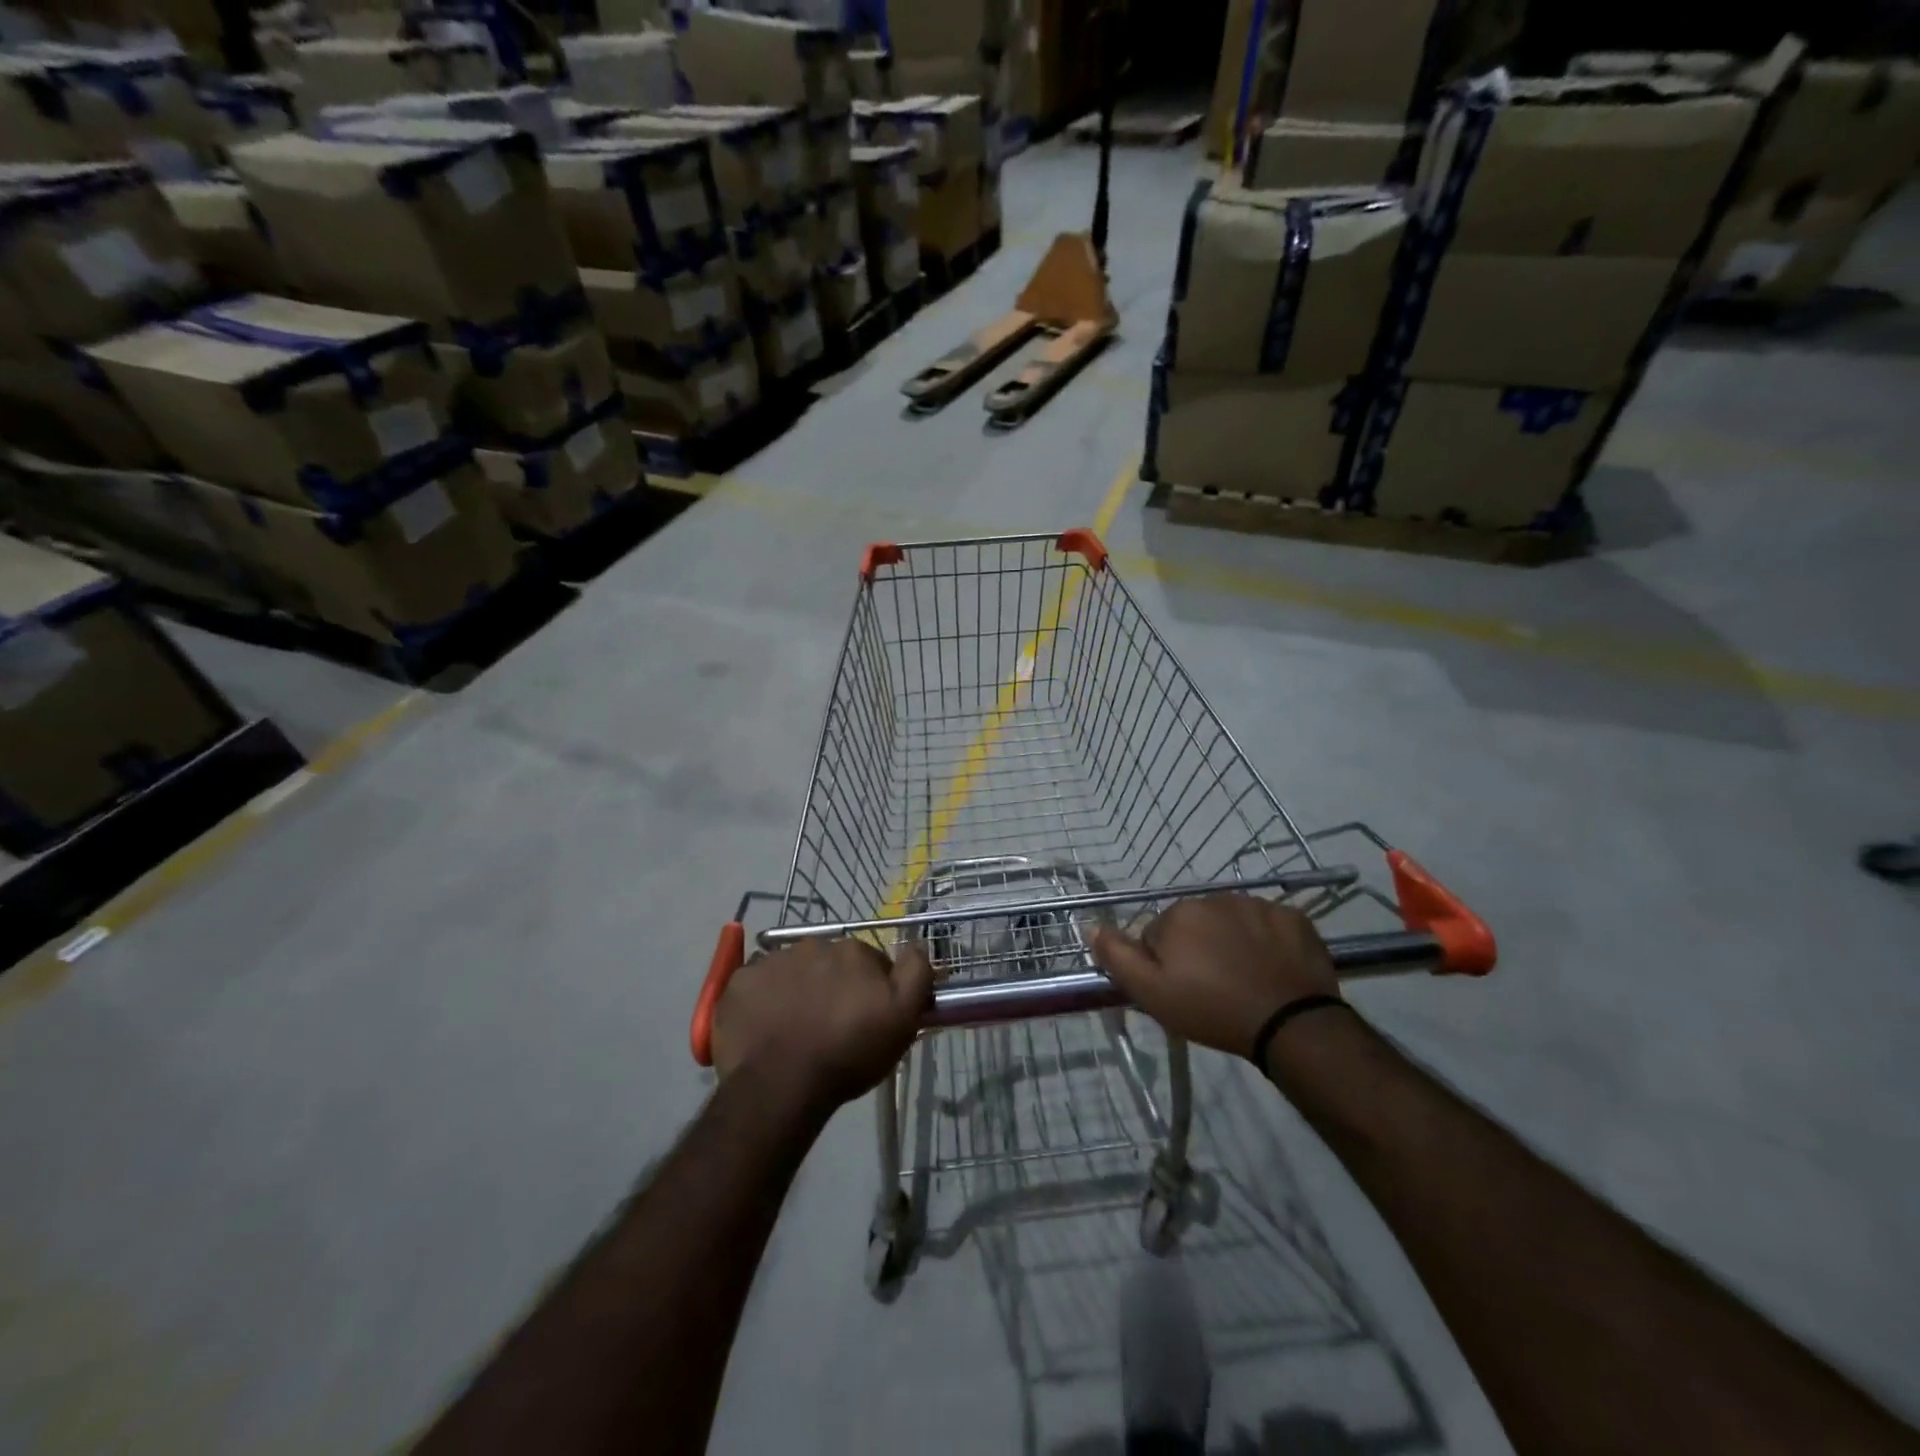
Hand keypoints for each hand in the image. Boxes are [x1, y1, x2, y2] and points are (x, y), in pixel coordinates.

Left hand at [711, 938, 933, 1110]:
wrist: (781, 1085)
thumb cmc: (848, 1054)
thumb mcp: (902, 1019)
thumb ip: (916, 973)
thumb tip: (918, 944)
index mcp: (853, 951)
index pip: (870, 963)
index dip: (871, 989)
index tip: (866, 1018)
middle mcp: (812, 945)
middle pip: (829, 963)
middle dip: (832, 986)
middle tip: (830, 1026)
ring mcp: (771, 961)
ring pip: (792, 972)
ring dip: (797, 991)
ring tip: (795, 1030)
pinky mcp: (738, 983)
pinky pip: (756, 985)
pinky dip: (762, 1001)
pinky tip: (765, 1029)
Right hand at [1090, 894, 1338, 1061]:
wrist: (1290, 1024)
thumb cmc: (1212, 1009)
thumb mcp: (1151, 993)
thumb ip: (1117, 956)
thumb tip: (1090, 925)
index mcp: (1179, 913)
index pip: (1157, 934)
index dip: (1164, 964)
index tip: (1181, 990)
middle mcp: (1216, 898)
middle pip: (1195, 925)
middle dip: (1198, 949)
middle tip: (1211, 988)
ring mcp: (1259, 904)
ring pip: (1232, 923)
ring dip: (1231, 943)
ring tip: (1244, 980)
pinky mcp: (1294, 917)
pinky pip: (1270, 925)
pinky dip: (1268, 942)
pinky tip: (1272, 969)